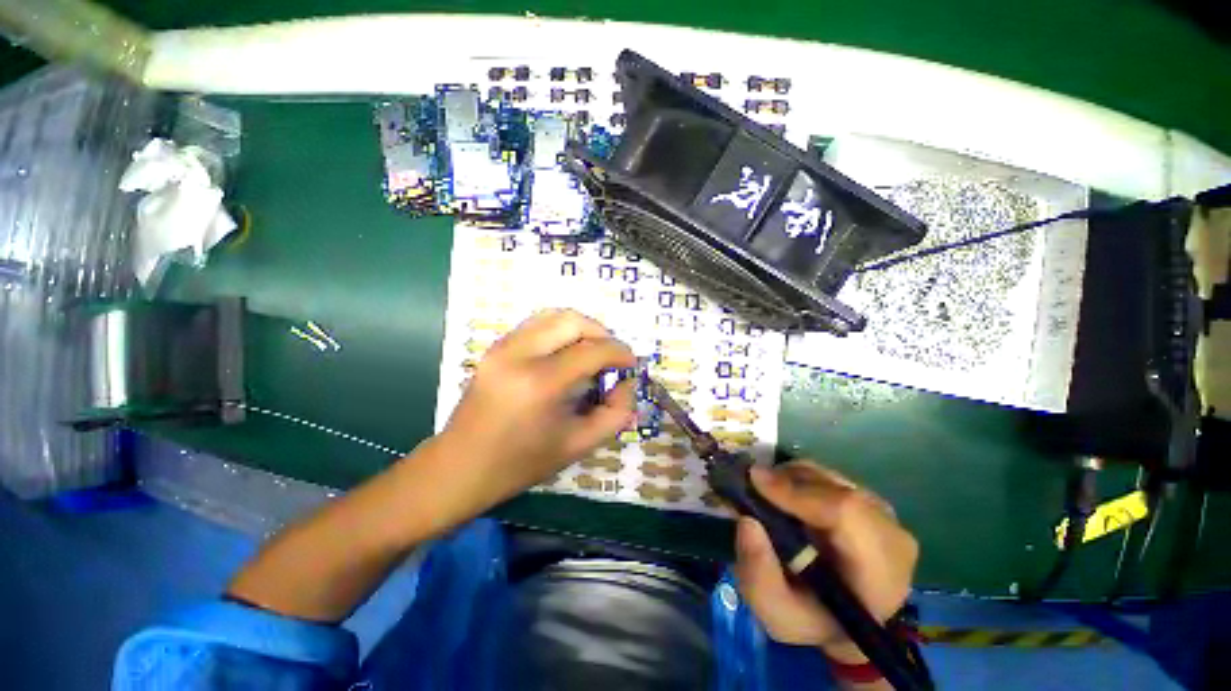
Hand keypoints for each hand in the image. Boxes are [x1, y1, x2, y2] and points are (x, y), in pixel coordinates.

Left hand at [432, 309, 636, 515]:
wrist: (460, 466)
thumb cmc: (521, 463)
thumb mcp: (579, 445)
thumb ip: (616, 413)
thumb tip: (627, 382)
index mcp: (541, 383)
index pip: (592, 350)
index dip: (619, 352)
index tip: (631, 364)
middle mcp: (519, 354)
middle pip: (572, 320)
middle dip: (602, 333)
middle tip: (612, 356)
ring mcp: (502, 347)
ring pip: (553, 315)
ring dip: (581, 328)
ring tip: (592, 351)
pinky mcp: (495, 347)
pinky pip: (536, 324)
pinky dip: (560, 330)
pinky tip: (566, 352)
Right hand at [734, 462, 917, 660]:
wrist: (843, 620)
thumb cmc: (812, 620)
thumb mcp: (777, 613)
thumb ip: (759, 575)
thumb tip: (747, 521)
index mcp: (880, 574)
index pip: (847, 513)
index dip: (798, 491)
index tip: (755, 482)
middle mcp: (892, 536)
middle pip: (835, 488)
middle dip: (787, 481)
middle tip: (752, 487)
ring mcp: (885, 515)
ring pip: (830, 477)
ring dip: (791, 479)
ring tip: (766, 495)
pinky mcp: (871, 501)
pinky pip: (829, 477)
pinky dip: (800, 479)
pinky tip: (785, 496)